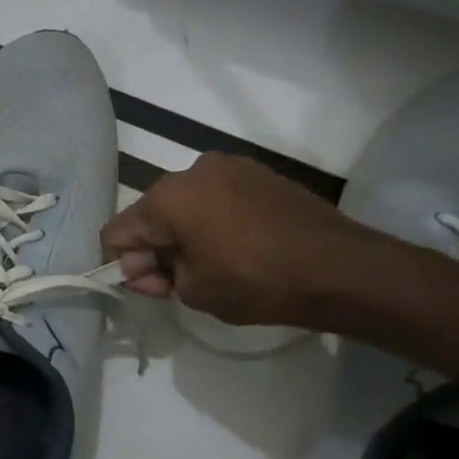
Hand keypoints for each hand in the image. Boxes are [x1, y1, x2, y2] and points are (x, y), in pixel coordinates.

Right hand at [100, 154, 383, 327]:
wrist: (343, 268)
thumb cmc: (258, 282)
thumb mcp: (193, 291)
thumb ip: (156, 275)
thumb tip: (150, 264)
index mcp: (166, 198)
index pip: (116, 232)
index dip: (124, 266)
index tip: (155, 288)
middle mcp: (191, 171)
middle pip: (149, 214)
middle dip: (154, 248)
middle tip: (179, 282)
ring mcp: (228, 167)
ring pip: (183, 204)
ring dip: (184, 233)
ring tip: (214, 263)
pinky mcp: (258, 172)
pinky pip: (215, 197)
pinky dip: (213, 221)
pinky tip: (239, 246)